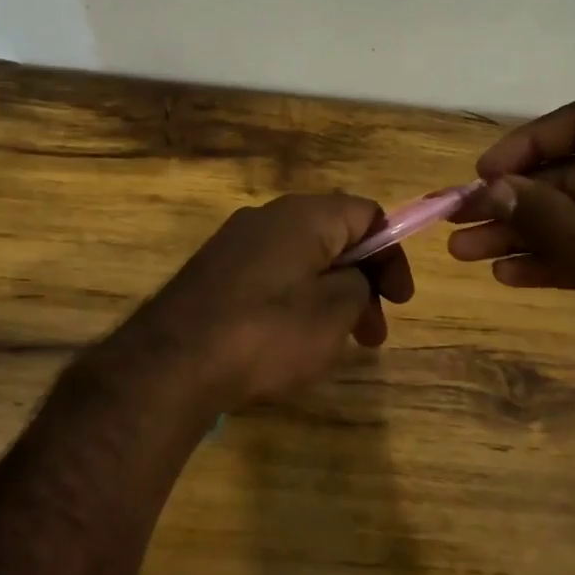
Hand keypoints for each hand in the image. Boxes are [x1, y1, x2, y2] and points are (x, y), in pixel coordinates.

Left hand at [109, 194, 413, 409]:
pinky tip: (287, 344)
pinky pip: (268, 277)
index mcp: (304, 215)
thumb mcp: (334, 312)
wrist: (173, 360)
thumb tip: (352, 276)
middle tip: (372, 335)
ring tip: (333, 346)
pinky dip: (292, 302)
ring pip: (299, 261)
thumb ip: (359, 284)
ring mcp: (233, 244)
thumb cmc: (267, 333)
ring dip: (328, 297)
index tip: (400, 302)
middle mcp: (266, 217)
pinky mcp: (212, 272)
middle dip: (362, 283)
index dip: (392, 254)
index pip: (366, 214)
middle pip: (333, 237)